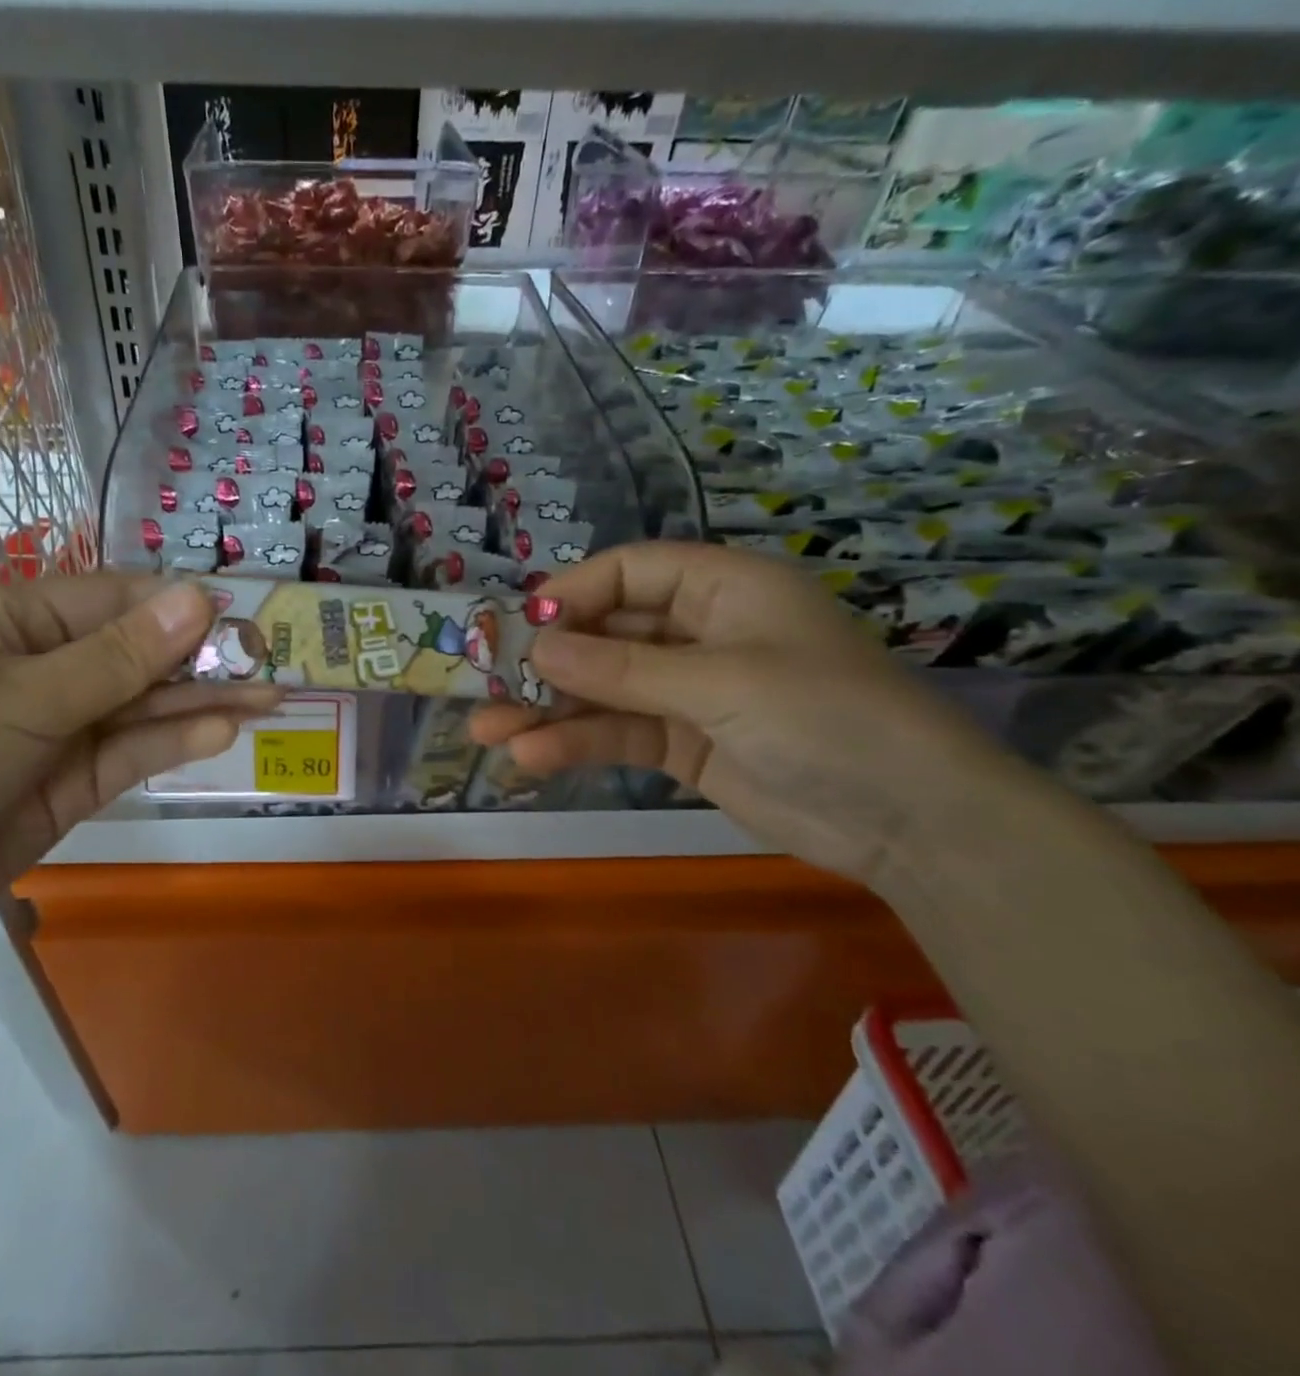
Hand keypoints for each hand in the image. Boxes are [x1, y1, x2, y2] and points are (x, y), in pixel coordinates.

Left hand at [0, 575, 278, 951]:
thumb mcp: (24, 699)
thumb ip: (119, 657)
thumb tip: (199, 597)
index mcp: (16, 622)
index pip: (116, 600)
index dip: (180, 608)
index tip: (243, 621)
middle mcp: (41, 668)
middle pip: (136, 655)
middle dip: (201, 660)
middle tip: (271, 665)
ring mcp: (56, 730)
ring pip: (141, 707)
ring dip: (200, 704)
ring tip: (268, 699)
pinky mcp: (67, 786)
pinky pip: (128, 754)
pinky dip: (171, 744)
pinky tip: (220, 733)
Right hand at [472, 542, 1023, 884]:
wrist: (911, 823)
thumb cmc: (826, 718)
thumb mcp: (721, 682)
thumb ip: (622, 668)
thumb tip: (535, 647)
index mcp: (721, 590)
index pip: (628, 573)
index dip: (571, 594)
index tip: (519, 627)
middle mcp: (699, 633)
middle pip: (605, 634)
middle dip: (546, 661)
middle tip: (485, 683)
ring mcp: (688, 692)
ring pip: (603, 690)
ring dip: (547, 709)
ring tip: (488, 731)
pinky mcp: (682, 744)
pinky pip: (618, 733)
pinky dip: (576, 743)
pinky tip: (531, 758)